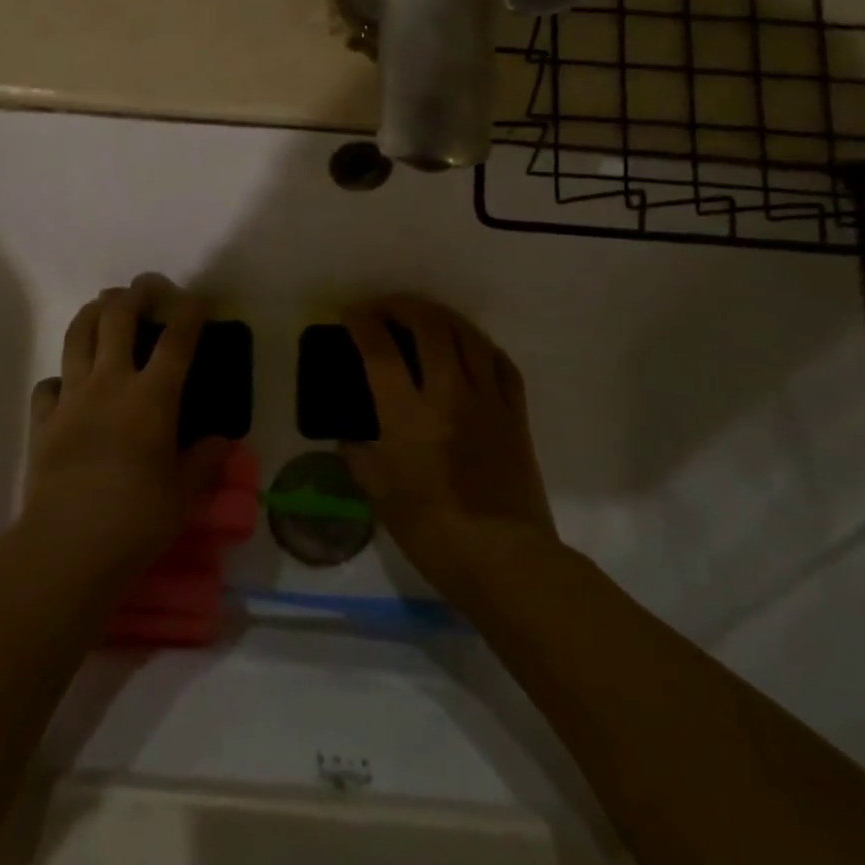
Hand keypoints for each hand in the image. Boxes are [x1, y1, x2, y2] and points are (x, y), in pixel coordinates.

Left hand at [23, 274, 232, 576]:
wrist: (67, 545)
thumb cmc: (137, 519)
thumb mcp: (185, 494)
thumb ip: (205, 461)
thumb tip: (221, 441)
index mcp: (153, 397)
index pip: (177, 339)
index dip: (190, 311)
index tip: (199, 298)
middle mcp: (111, 383)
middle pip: (118, 317)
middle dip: (135, 293)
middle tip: (146, 287)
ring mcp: (72, 398)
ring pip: (78, 336)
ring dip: (93, 312)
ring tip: (104, 306)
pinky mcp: (43, 420)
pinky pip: (48, 385)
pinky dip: (60, 377)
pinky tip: (68, 385)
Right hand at [341, 295, 560, 602]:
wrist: (504, 558)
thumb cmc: (432, 531)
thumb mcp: (379, 495)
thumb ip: (358, 455)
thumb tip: (349, 434)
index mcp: (408, 415)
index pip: (380, 351)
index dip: (361, 323)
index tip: (349, 314)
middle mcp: (448, 394)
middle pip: (429, 327)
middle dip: (402, 306)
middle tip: (384, 307)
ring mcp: (487, 400)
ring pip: (468, 336)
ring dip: (441, 316)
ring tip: (424, 316)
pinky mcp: (515, 414)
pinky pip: (501, 363)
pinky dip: (480, 345)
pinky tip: (469, 346)